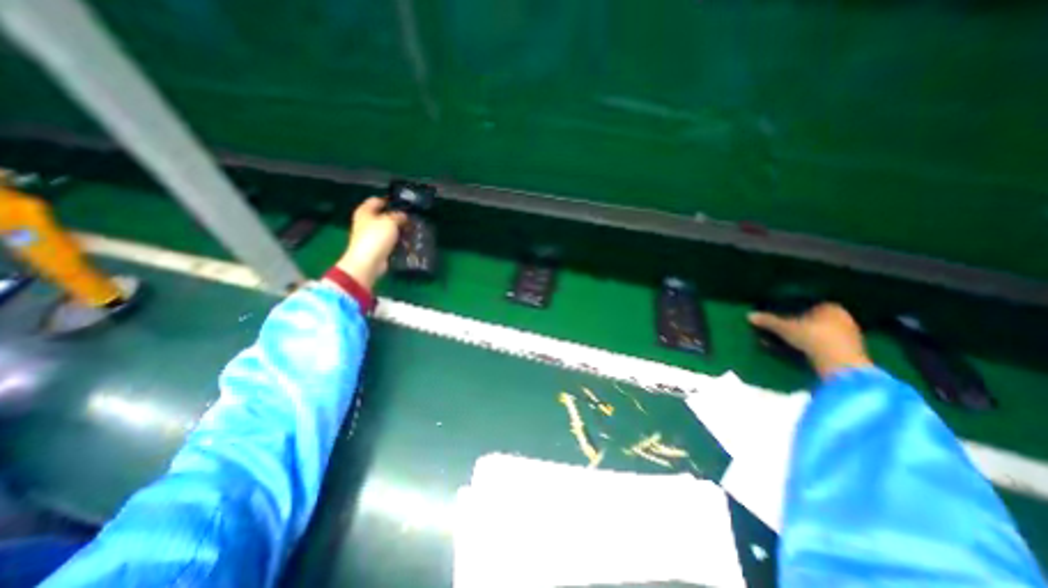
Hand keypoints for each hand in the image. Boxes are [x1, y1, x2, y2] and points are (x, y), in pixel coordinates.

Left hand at [333, 197, 406, 289]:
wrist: (368, 262)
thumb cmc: (375, 237)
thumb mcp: (390, 221)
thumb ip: (398, 216)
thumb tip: (404, 216)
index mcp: (365, 211)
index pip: (377, 200)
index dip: (390, 200)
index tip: (404, 203)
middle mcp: (367, 222)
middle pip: (384, 215)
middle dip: (398, 216)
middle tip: (412, 217)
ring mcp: (372, 236)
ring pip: (389, 229)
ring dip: (400, 229)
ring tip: (413, 229)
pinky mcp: (378, 247)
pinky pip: (391, 241)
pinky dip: (399, 241)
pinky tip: (409, 241)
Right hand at [750, 301, 873, 379]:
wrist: (841, 365)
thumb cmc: (813, 337)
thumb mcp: (784, 328)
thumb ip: (768, 321)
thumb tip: (749, 315)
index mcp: (831, 307)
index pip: (810, 304)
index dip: (794, 309)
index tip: (781, 314)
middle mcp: (844, 318)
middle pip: (814, 319)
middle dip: (797, 324)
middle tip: (781, 329)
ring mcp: (849, 335)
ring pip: (819, 332)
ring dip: (803, 337)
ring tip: (785, 342)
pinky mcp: (849, 352)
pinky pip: (824, 344)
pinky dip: (811, 347)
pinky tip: (799, 352)